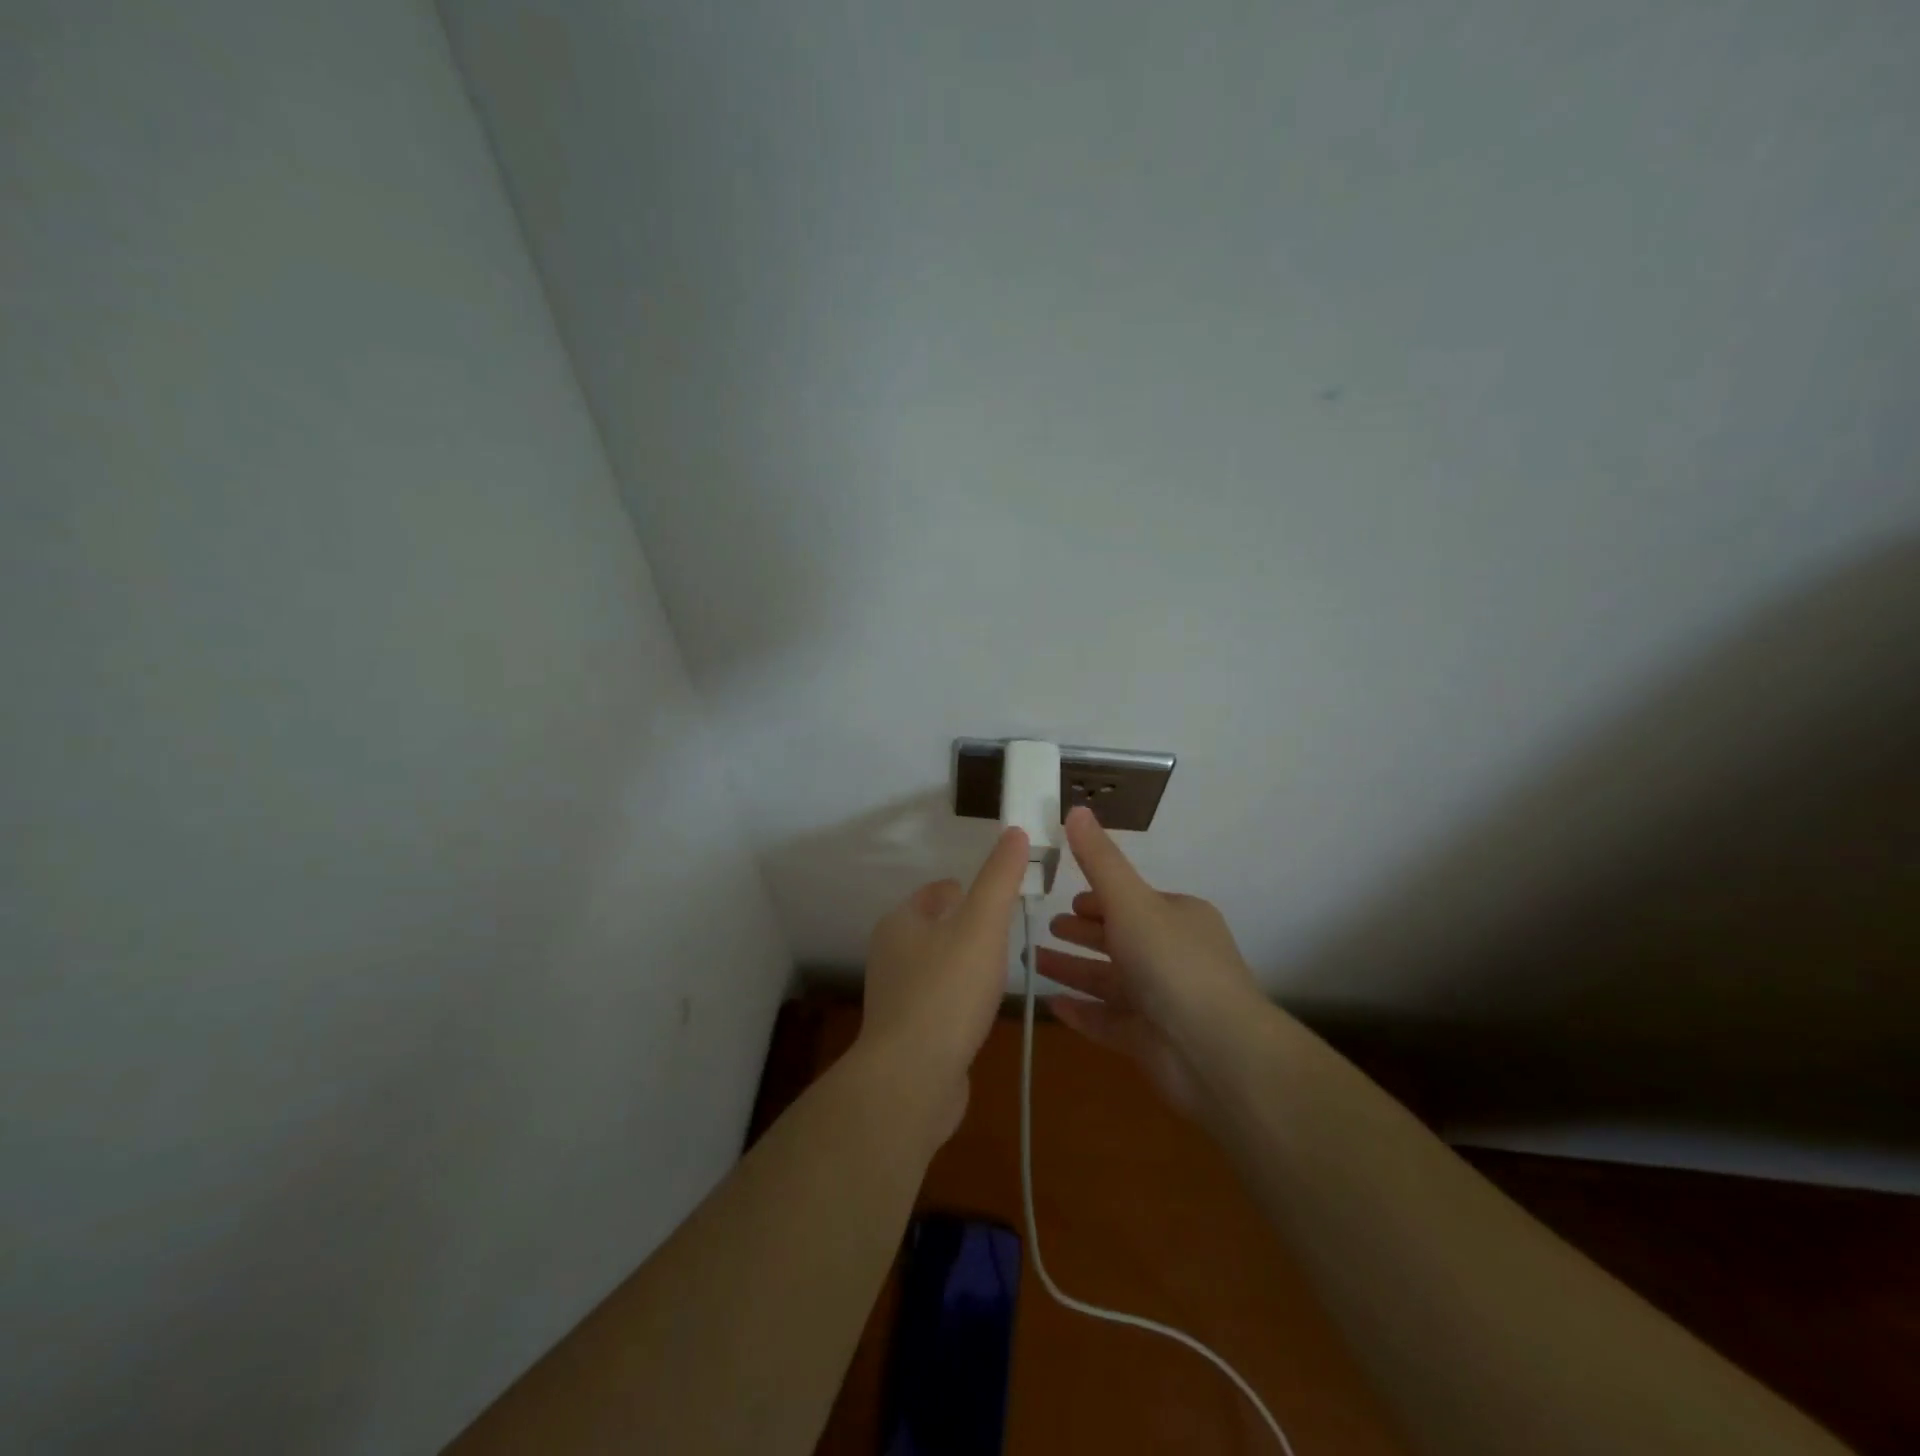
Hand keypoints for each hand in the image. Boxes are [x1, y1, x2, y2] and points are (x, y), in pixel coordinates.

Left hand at [859, 826, 1029, 1140]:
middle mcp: (890, 954)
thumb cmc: (947, 992)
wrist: (911, 1080)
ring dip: (965, 965)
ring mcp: (895, 995)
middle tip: (1007, 938)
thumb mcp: (982, 924)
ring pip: (938, 965)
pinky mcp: (904, 1032)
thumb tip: (1014, 830)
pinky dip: (958, 1000)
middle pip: (937, 927)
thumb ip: (1000, 877)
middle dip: (970, 929)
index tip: (1004, 904)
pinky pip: (938, 1002)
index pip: (939, 891)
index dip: (971, 892)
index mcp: (901, 921)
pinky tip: (979, 1013)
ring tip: (998, 974)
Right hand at [1039, 807, 1263, 1111]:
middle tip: (1047, 928)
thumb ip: (1099, 860)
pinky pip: (1108, 1021)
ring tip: (1033, 962)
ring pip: (1109, 981)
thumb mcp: (1131, 901)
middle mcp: (1173, 956)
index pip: (1133, 901)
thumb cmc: (1172, 963)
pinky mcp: (1150, 1041)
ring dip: (1074, 970)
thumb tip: (1075, 809)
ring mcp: (1162, 1001)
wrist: (1215, 1053)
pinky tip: (1052, 1005)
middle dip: (1083, 933)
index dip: (1100, 899)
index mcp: (1178, 918)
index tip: (1067, 899)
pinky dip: (1082, 1011)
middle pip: (1120, 939)